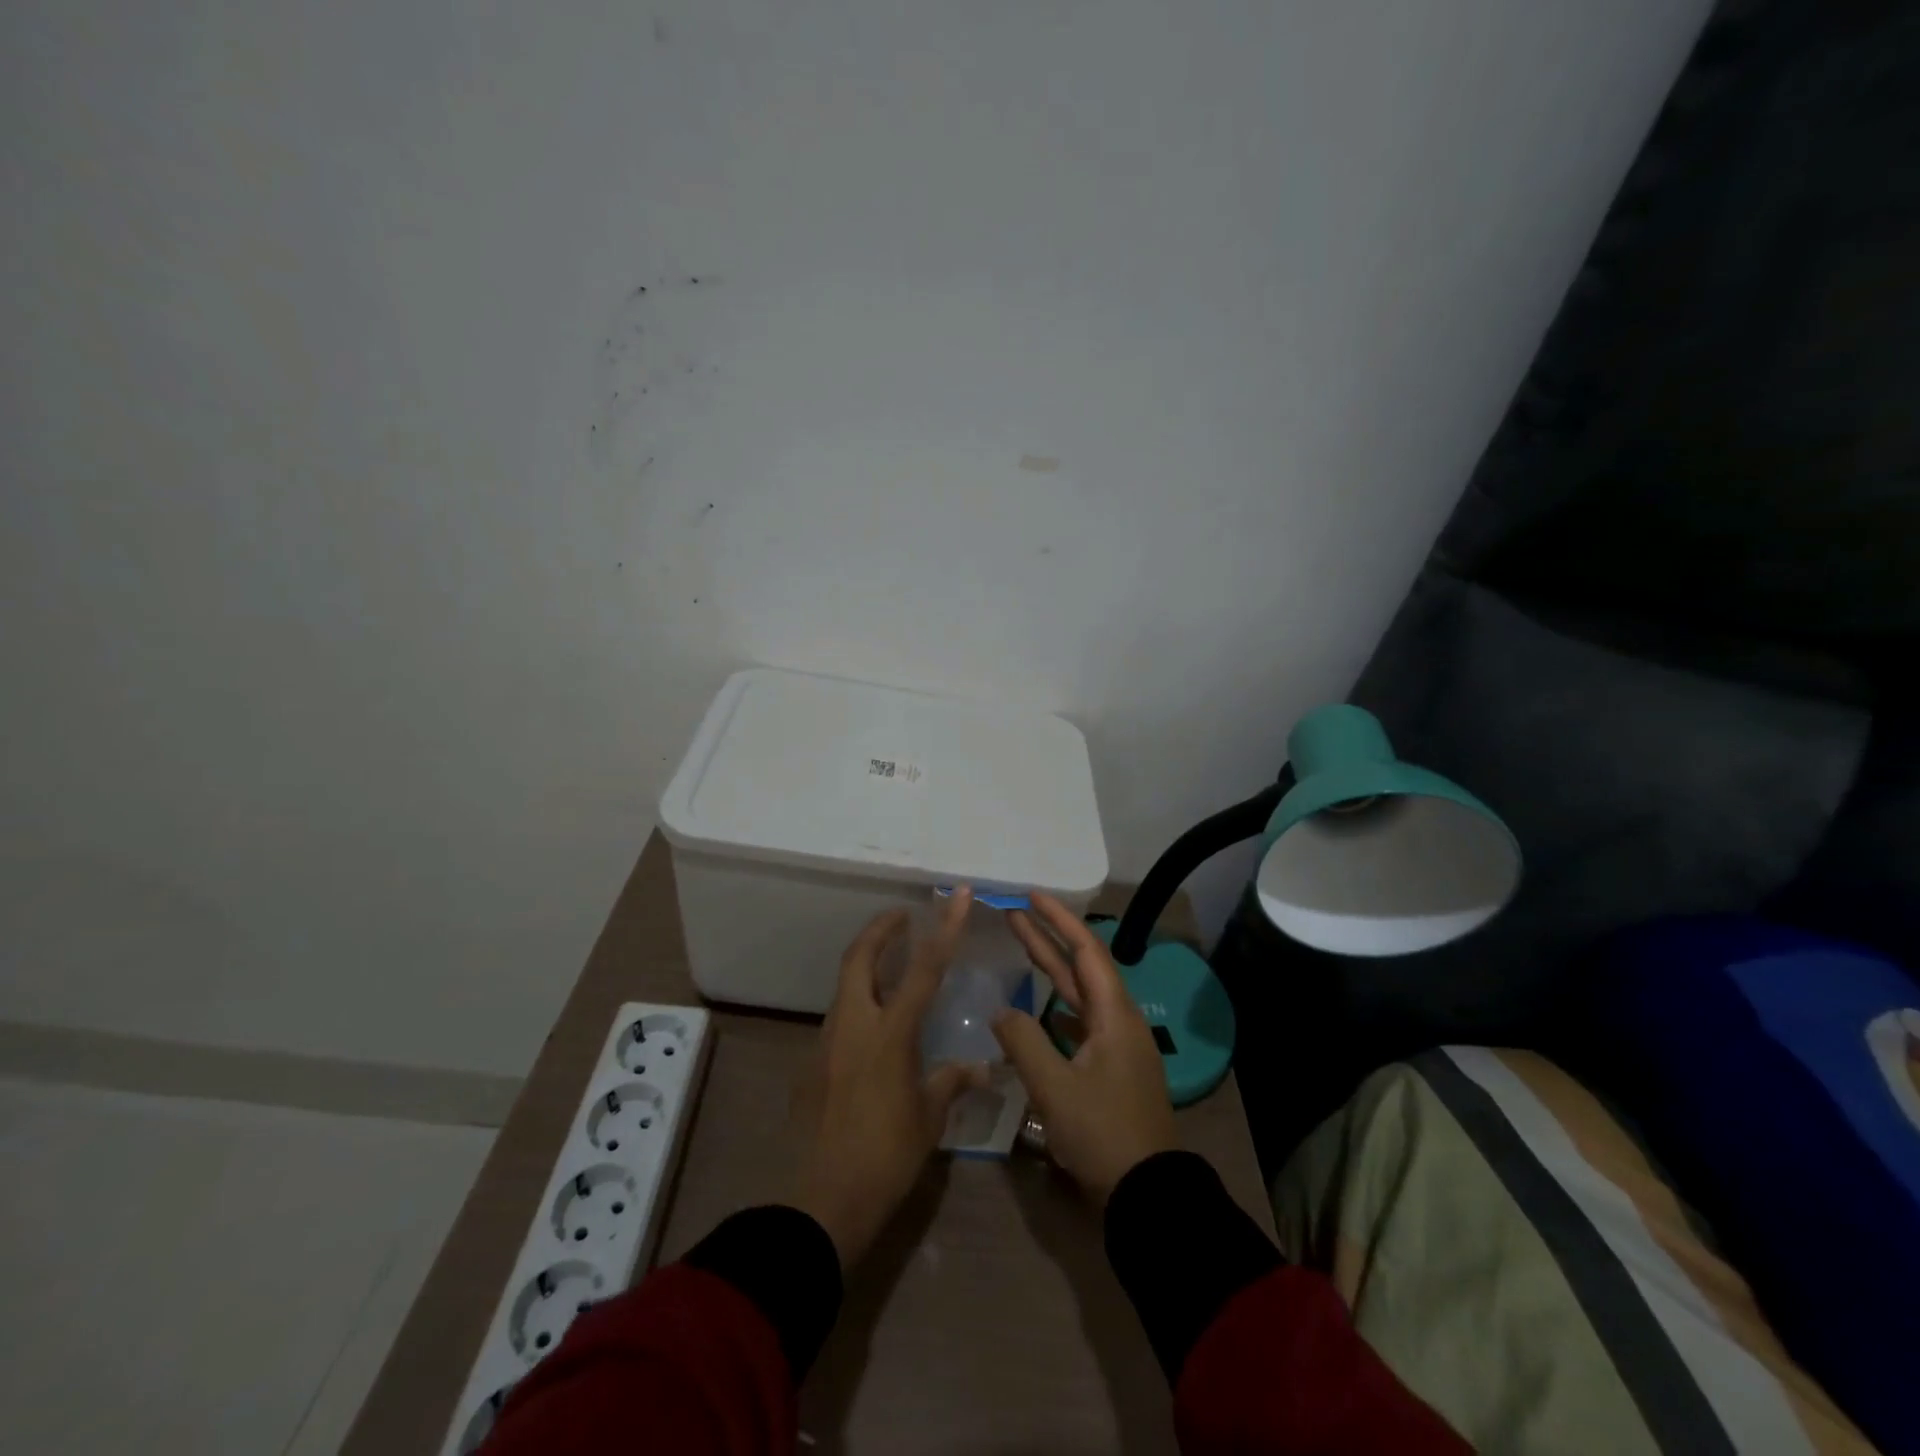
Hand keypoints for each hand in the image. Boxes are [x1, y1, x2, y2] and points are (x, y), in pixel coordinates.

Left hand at [790, 888, 984, 1267]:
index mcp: (889, 1034)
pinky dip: (857, 1002)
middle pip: (860, 956)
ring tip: (892, 966)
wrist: (819, 1202)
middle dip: (881, 929)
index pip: (923, 968)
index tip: (954, 895)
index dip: (943, 928)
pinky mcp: (811, 1061)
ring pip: (844, 984)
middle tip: (902, 918)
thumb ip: (952, 1082)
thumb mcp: (928, 1119)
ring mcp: (826, 1041)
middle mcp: (854, 1025)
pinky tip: (873, 1026)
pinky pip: (837, 1016)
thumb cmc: (885, 1158)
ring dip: (866, 964)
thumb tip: (985, 1068)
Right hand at [992, 894, 1178, 1205]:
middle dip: (1049, 938)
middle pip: (1081, 967)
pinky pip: (1080, 1022)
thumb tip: (1001, 1012)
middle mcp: (1119, 1021)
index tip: (1031, 896)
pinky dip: (1057, 1006)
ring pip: (1079, 995)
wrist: (1147, 1193)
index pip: (1086, 950)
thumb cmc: (1103, 1134)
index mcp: (1114, 1015)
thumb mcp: (1055, 1088)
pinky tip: (1038, 1007)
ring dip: (1051, 970)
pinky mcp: (1111, 1069)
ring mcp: (1117, 1046)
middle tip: (1014, 913)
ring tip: (1021, 946)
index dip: (1059, 920)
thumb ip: (1023, 1042)